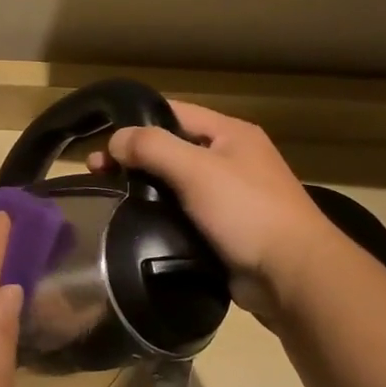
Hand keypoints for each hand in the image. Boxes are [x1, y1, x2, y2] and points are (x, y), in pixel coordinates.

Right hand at [96, 102, 341, 322]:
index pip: (174, 113)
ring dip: (143, 190)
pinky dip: (159, 216)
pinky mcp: (222, 230)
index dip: (135, 123)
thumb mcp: (197, 169)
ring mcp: (227, 196)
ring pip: (174, 185)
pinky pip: (182, 215)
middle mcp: (230, 159)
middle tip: (96, 175)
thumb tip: (115, 139)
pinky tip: (134, 226)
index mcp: (231, 134)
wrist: (289, 273)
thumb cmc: (246, 211)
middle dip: (133, 159)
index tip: (101, 143)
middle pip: (171, 149)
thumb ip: (153, 147)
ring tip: (108, 201)